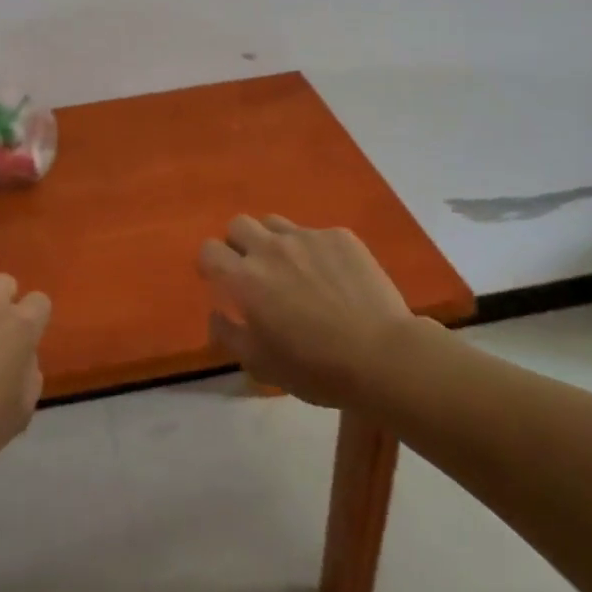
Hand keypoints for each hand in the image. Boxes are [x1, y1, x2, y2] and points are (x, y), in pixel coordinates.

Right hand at [200, 215, 425, 408]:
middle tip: (255, 272)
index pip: (209, 250)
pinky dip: (315, 251)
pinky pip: (316, 234)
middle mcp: (270, 248)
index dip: (211, 264)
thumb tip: (217, 313)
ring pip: (275, 223)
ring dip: (274, 241)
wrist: (382, 355)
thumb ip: (228, 334)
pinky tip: (333, 277)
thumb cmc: (315, 368)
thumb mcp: (260, 365)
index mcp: (244, 279)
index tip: (221, 281)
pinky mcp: (340, 236)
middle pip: (239, 224)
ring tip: (293, 269)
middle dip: (239, 244)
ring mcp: (307, 237)